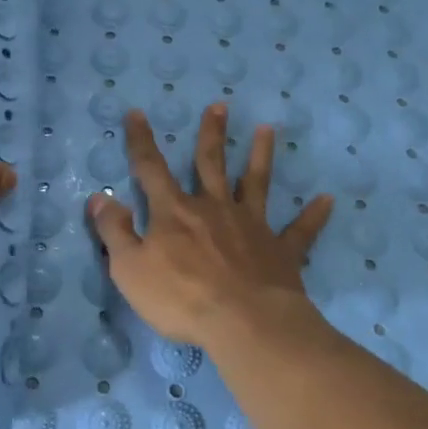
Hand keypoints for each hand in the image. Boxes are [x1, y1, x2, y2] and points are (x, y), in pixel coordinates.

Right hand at [87, 103, 333, 350]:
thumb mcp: (129, 268)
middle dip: (211, 134)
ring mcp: (251, 226)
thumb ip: (113, 231)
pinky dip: (313, 215)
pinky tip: (328, 199)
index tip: (137, 113)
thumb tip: (99, 197)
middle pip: (210, 163)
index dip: (141, 141)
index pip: (151, 168)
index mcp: (174, 212)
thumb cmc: (180, 297)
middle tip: (219, 106)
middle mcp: (214, 208)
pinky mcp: (281, 250)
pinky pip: (300, 230)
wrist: (244, 323)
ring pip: (256, 183)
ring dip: (261, 155)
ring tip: (267, 128)